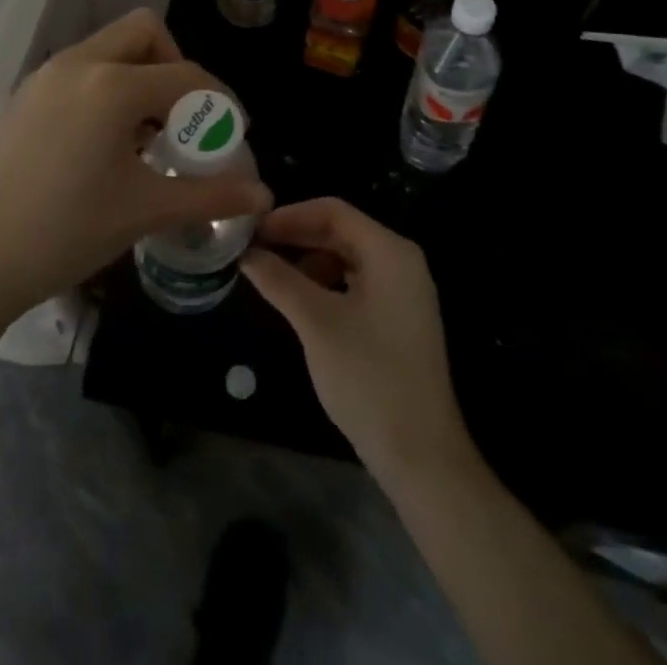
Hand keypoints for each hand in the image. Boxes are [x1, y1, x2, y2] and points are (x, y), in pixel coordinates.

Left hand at [0, 9, 272, 322]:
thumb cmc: (65, 231)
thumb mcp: (144, 210)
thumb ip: (210, 196)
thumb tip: (263, 197)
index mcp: (111, 86)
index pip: (185, 74)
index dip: (219, 100)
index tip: (231, 133)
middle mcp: (77, 64)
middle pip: (143, 32)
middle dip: (173, 65)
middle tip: (182, 117)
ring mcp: (43, 77)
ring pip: (107, 49)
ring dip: (138, 77)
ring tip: (145, 137)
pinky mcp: (22, 96)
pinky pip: (79, 71)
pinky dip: (105, 89)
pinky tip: (101, 145)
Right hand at [240, 198, 474, 488]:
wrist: (421, 456)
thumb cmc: (368, 379)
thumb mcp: (316, 323)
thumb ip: (279, 280)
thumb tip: (246, 253)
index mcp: (390, 251)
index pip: (333, 211)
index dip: (289, 216)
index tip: (252, 230)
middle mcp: (401, 261)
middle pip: (341, 231)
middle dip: (296, 237)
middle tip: (254, 249)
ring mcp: (404, 291)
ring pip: (347, 257)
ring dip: (308, 260)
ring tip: (271, 276)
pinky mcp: (399, 317)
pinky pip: (356, 282)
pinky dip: (325, 283)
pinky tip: (299, 301)